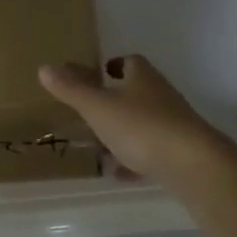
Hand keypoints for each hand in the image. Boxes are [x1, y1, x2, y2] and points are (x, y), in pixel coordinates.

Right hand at [38, 55, 229, 188]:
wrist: (192, 164)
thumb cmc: (141, 127)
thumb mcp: (98, 107)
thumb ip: (72, 89)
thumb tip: (45, 67)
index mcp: (142, 77)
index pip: (130, 62)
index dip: (115, 66)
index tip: (100, 72)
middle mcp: (161, 95)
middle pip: (138, 92)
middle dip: (118, 99)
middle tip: (93, 110)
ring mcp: (174, 124)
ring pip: (145, 122)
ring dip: (125, 131)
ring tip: (101, 145)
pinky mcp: (180, 152)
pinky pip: (152, 152)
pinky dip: (136, 159)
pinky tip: (120, 174)